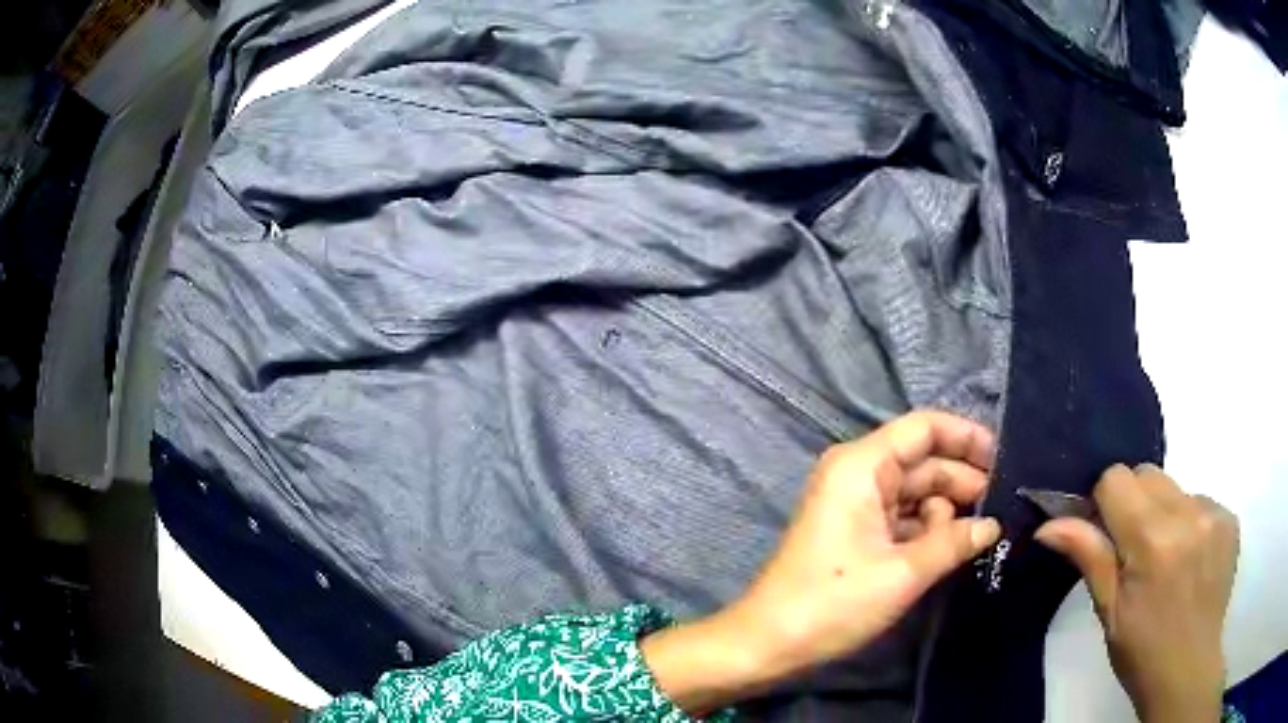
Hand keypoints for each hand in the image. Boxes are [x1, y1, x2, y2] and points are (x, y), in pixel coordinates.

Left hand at [642, 411, 1000, 712]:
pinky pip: (902, 518)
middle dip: (963, 482)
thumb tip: (993, 526)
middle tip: (1004, 508)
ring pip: (916, 492)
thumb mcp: (903, 573)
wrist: (768, 644)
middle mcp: (858, 474)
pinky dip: (928, 530)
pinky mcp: (855, 532)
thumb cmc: (833, 603)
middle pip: (924, 461)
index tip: (1004, 460)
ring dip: (948, 511)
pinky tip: (955, 548)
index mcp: (862, 465)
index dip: (967, 437)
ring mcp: (855, 504)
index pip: (925, 428)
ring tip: (984, 534)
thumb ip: (954, 541)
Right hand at [1034, 464, 1238, 722]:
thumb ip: (1089, 556)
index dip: (1104, 503)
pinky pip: (1200, 501)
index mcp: (1151, 540)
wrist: (1188, 670)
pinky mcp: (1230, 519)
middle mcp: (1187, 514)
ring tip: (1166, 559)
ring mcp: (1214, 514)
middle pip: (1148, 473)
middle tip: (1134, 550)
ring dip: (1164, 513)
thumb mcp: (1109, 612)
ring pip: (1175, 487)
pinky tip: (1190, 560)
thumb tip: (1049, 524)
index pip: (1117, 479)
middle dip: (1134, 503)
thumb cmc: (1141, 651)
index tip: (1105, 535)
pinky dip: (1189, 522)